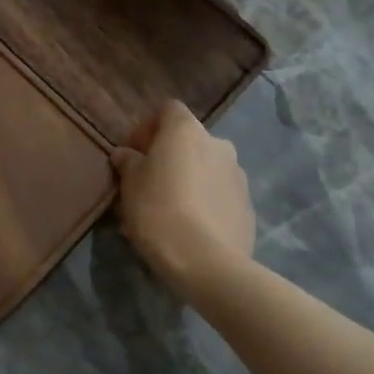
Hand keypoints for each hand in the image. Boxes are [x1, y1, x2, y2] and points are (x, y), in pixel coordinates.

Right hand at [110, 99, 255, 298]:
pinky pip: (219, 195)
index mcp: (186, 130)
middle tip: (146, 185)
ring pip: (204, 169)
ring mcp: (238, 175)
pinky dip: (204, 202)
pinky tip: (189, 229)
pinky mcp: (247, 206)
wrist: (207, 263)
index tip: (133, 154)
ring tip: (167, 212)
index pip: (167, 110)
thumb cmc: (159, 210)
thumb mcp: (129, 184)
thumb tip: (126, 154)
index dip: (147, 128)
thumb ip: (127, 161)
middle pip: (187, 141)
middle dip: (167, 158)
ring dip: (187, 180)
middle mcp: (217, 143)